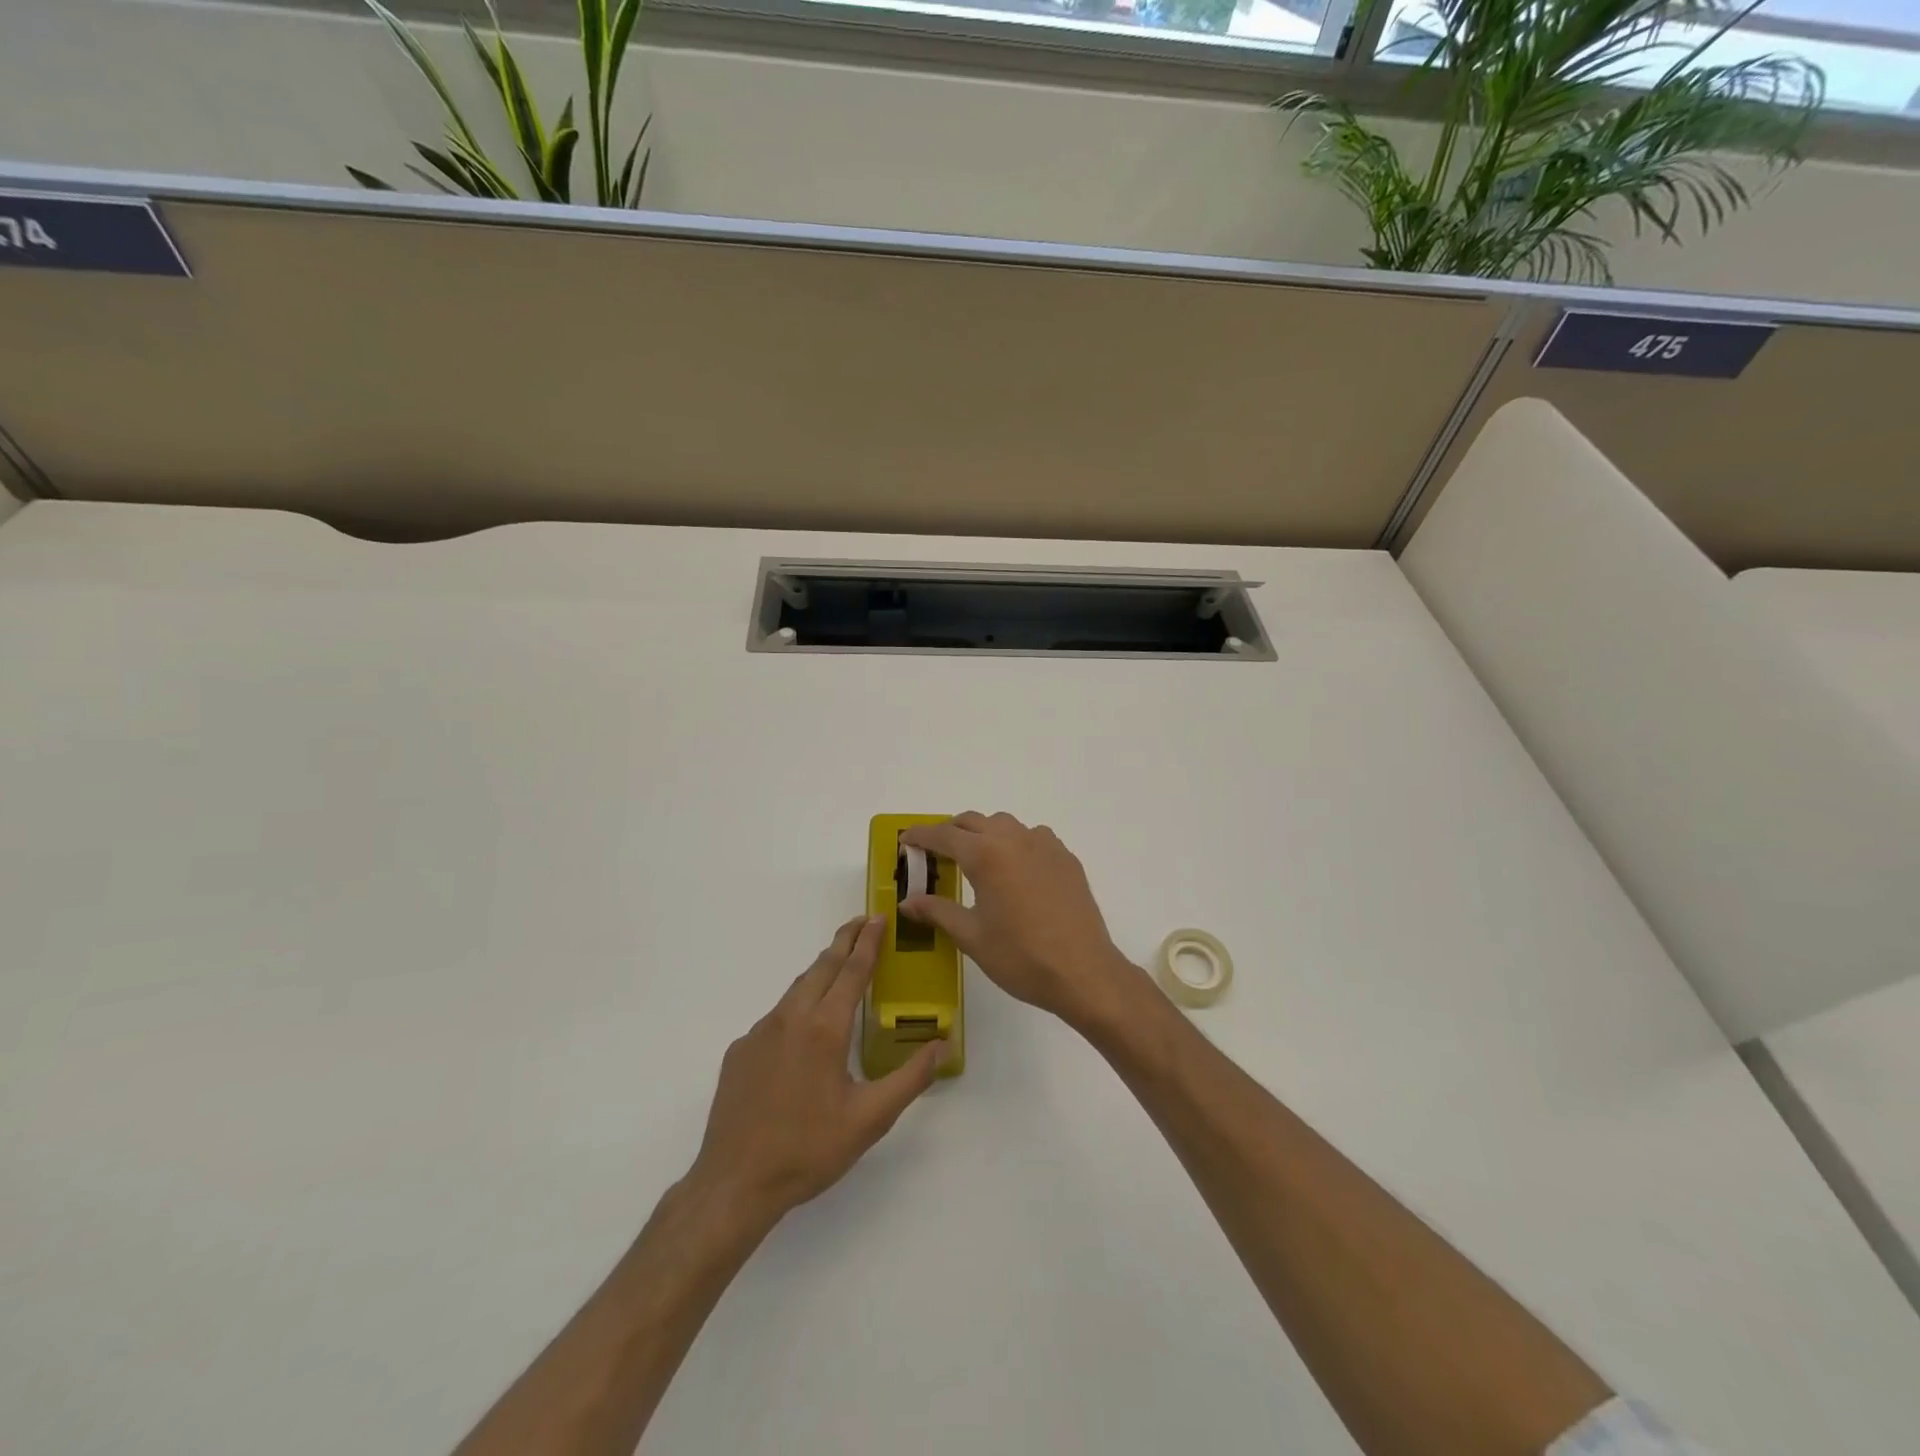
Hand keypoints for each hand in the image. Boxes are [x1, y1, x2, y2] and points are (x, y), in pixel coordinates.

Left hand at [689, 916, 944, 1226]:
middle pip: (821, 968)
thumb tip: (943, 1044)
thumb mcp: (870, 1119)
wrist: (734, 1183)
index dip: (868, 943)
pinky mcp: (740, 1052)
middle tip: (861, 922)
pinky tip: (802, 1031)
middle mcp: (790, 1019)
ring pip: (796, 990)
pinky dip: (797, 1006)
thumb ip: (910, 1078)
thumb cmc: (808, 1150)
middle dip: (843, 941)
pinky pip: (775, 1018)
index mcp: (824, 1029)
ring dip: (820, 971)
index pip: (852, 972)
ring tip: (838, 965)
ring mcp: (759, 1034)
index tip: (878, 917)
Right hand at [900, 812, 1139, 1028]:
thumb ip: (937, 911)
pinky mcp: (1066, 858)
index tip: (905, 841)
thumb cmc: (1021, 957)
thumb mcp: (971, 936)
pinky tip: (1014, 870)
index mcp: (986, 855)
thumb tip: (907, 902)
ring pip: (1005, 824)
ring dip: (984, 833)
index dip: (920, 836)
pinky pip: (1033, 837)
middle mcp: (1014, 839)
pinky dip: (1015, 843)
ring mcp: (1045, 845)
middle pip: (973, 821)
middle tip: (935, 853)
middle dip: (950, 832)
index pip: (944, 835)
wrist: (1083, 972)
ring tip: (975, 859)